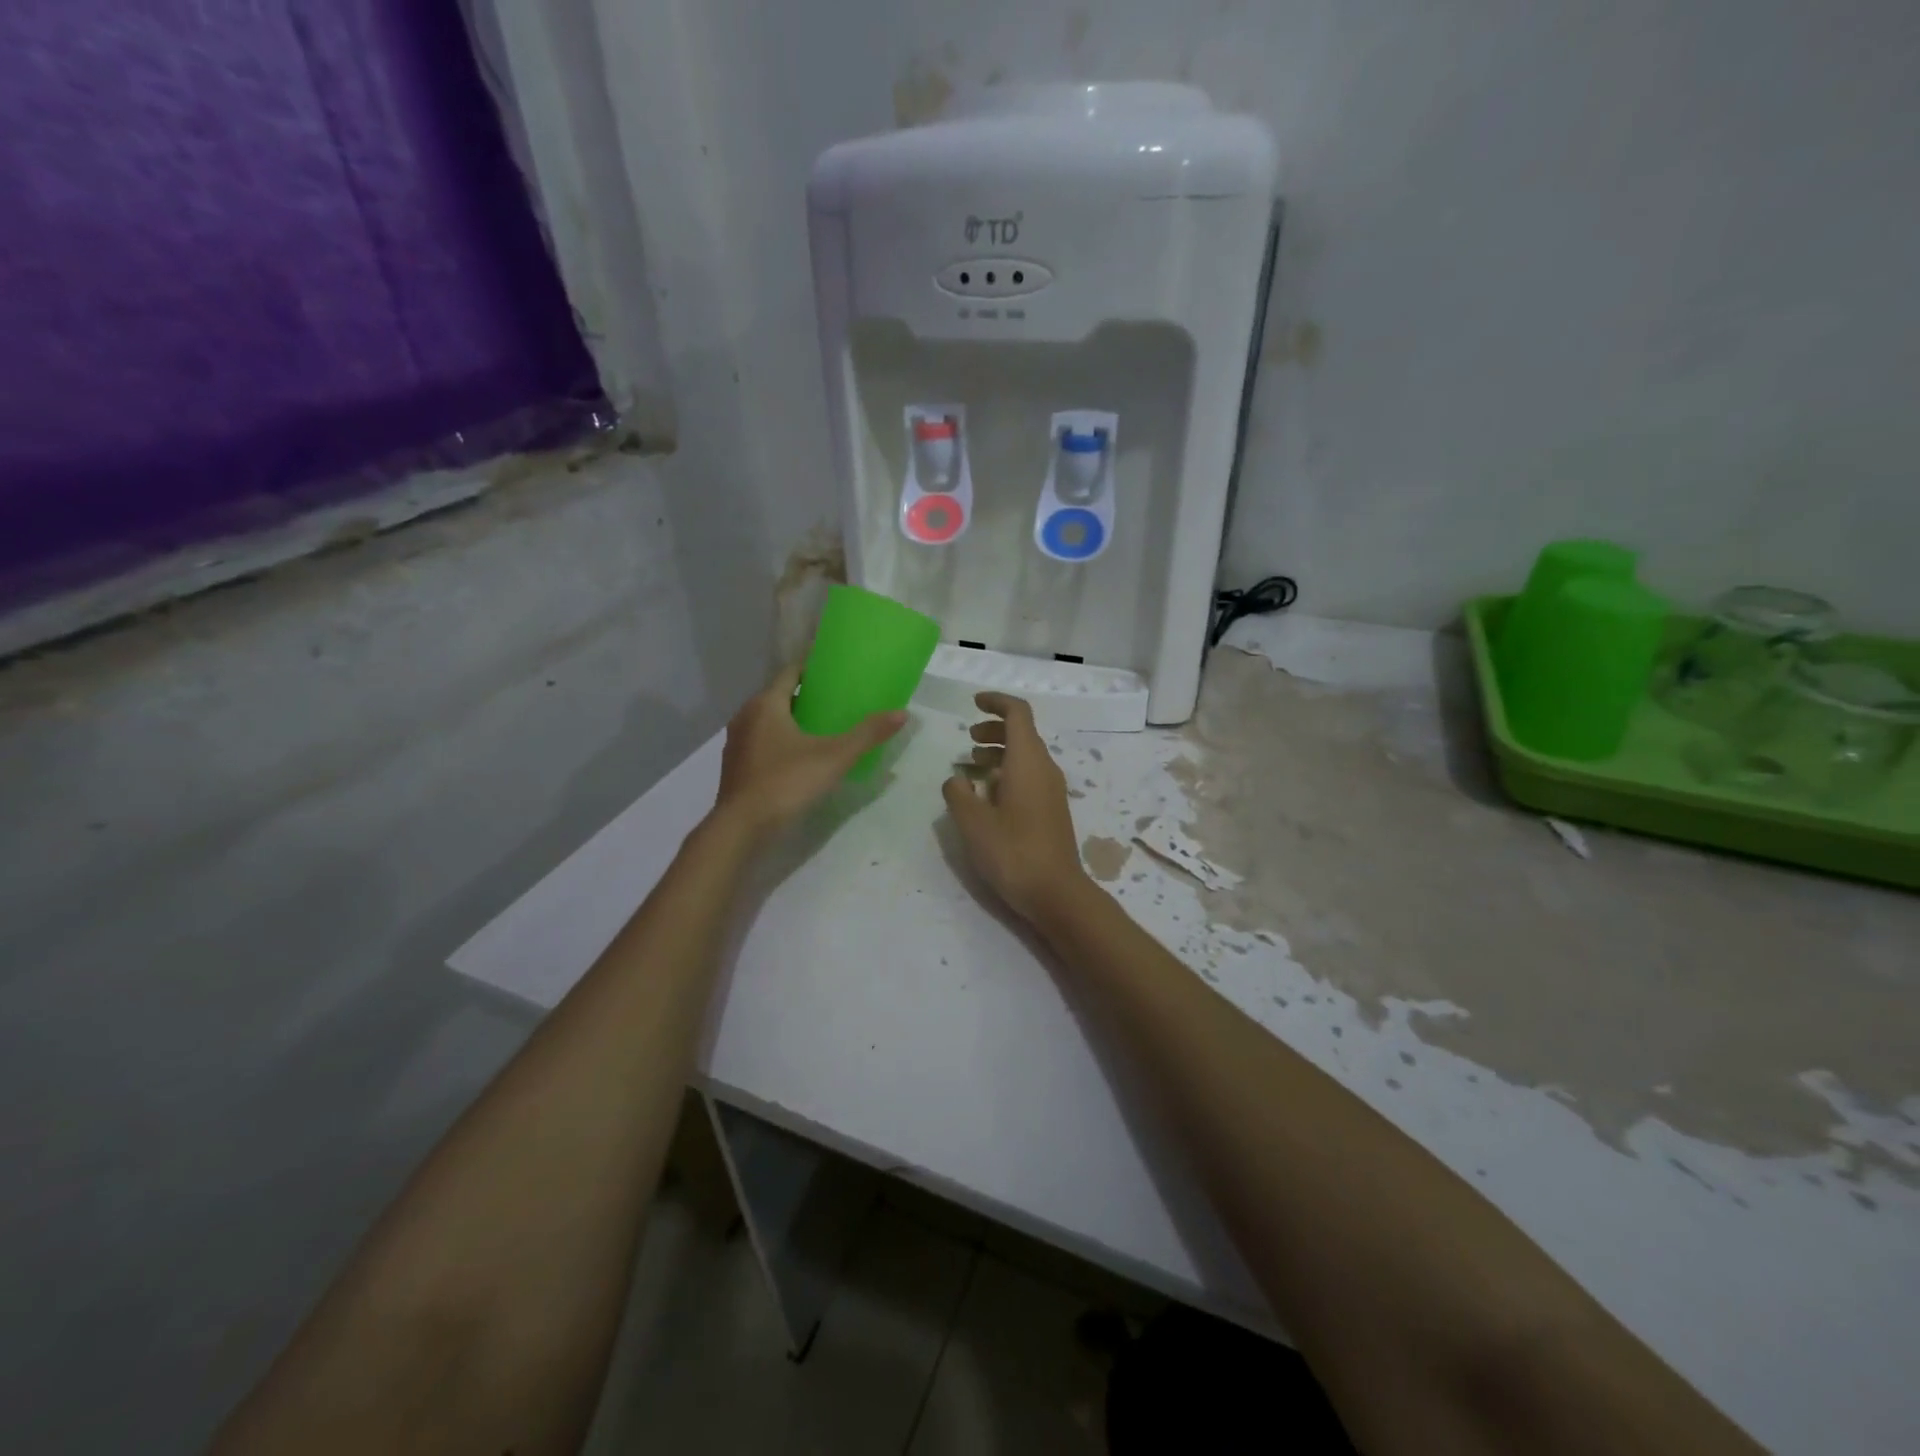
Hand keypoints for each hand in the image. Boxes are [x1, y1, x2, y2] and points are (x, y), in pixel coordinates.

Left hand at [712, 666, 905, 841]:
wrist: (741, 827)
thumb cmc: (786, 782)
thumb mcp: (834, 757)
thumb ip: (867, 734)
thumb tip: (903, 713)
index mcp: (766, 704)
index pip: (790, 672)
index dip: (812, 667)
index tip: (834, 668)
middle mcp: (746, 716)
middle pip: (779, 696)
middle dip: (805, 695)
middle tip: (836, 699)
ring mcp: (737, 742)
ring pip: (768, 720)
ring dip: (791, 720)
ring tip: (821, 727)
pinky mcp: (736, 766)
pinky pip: (761, 742)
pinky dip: (780, 741)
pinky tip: (799, 756)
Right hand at [941, 692, 1088, 923]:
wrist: (1056, 893)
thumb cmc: (1013, 852)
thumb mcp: (973, 822)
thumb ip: (957, 794)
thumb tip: (956, 778)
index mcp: (1028, 761)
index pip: (1018, 713)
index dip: (996, 702)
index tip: (974, 703)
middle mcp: (1044, 768)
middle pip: (1022, 733)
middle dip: (994, 729)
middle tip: (968, 741)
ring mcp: (1052, 790)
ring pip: (1026, 756)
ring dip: (999, 752)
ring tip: (972, 766)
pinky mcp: (1052, 810)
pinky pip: (1030, 776)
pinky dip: (1008, 772)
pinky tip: (988, 795)